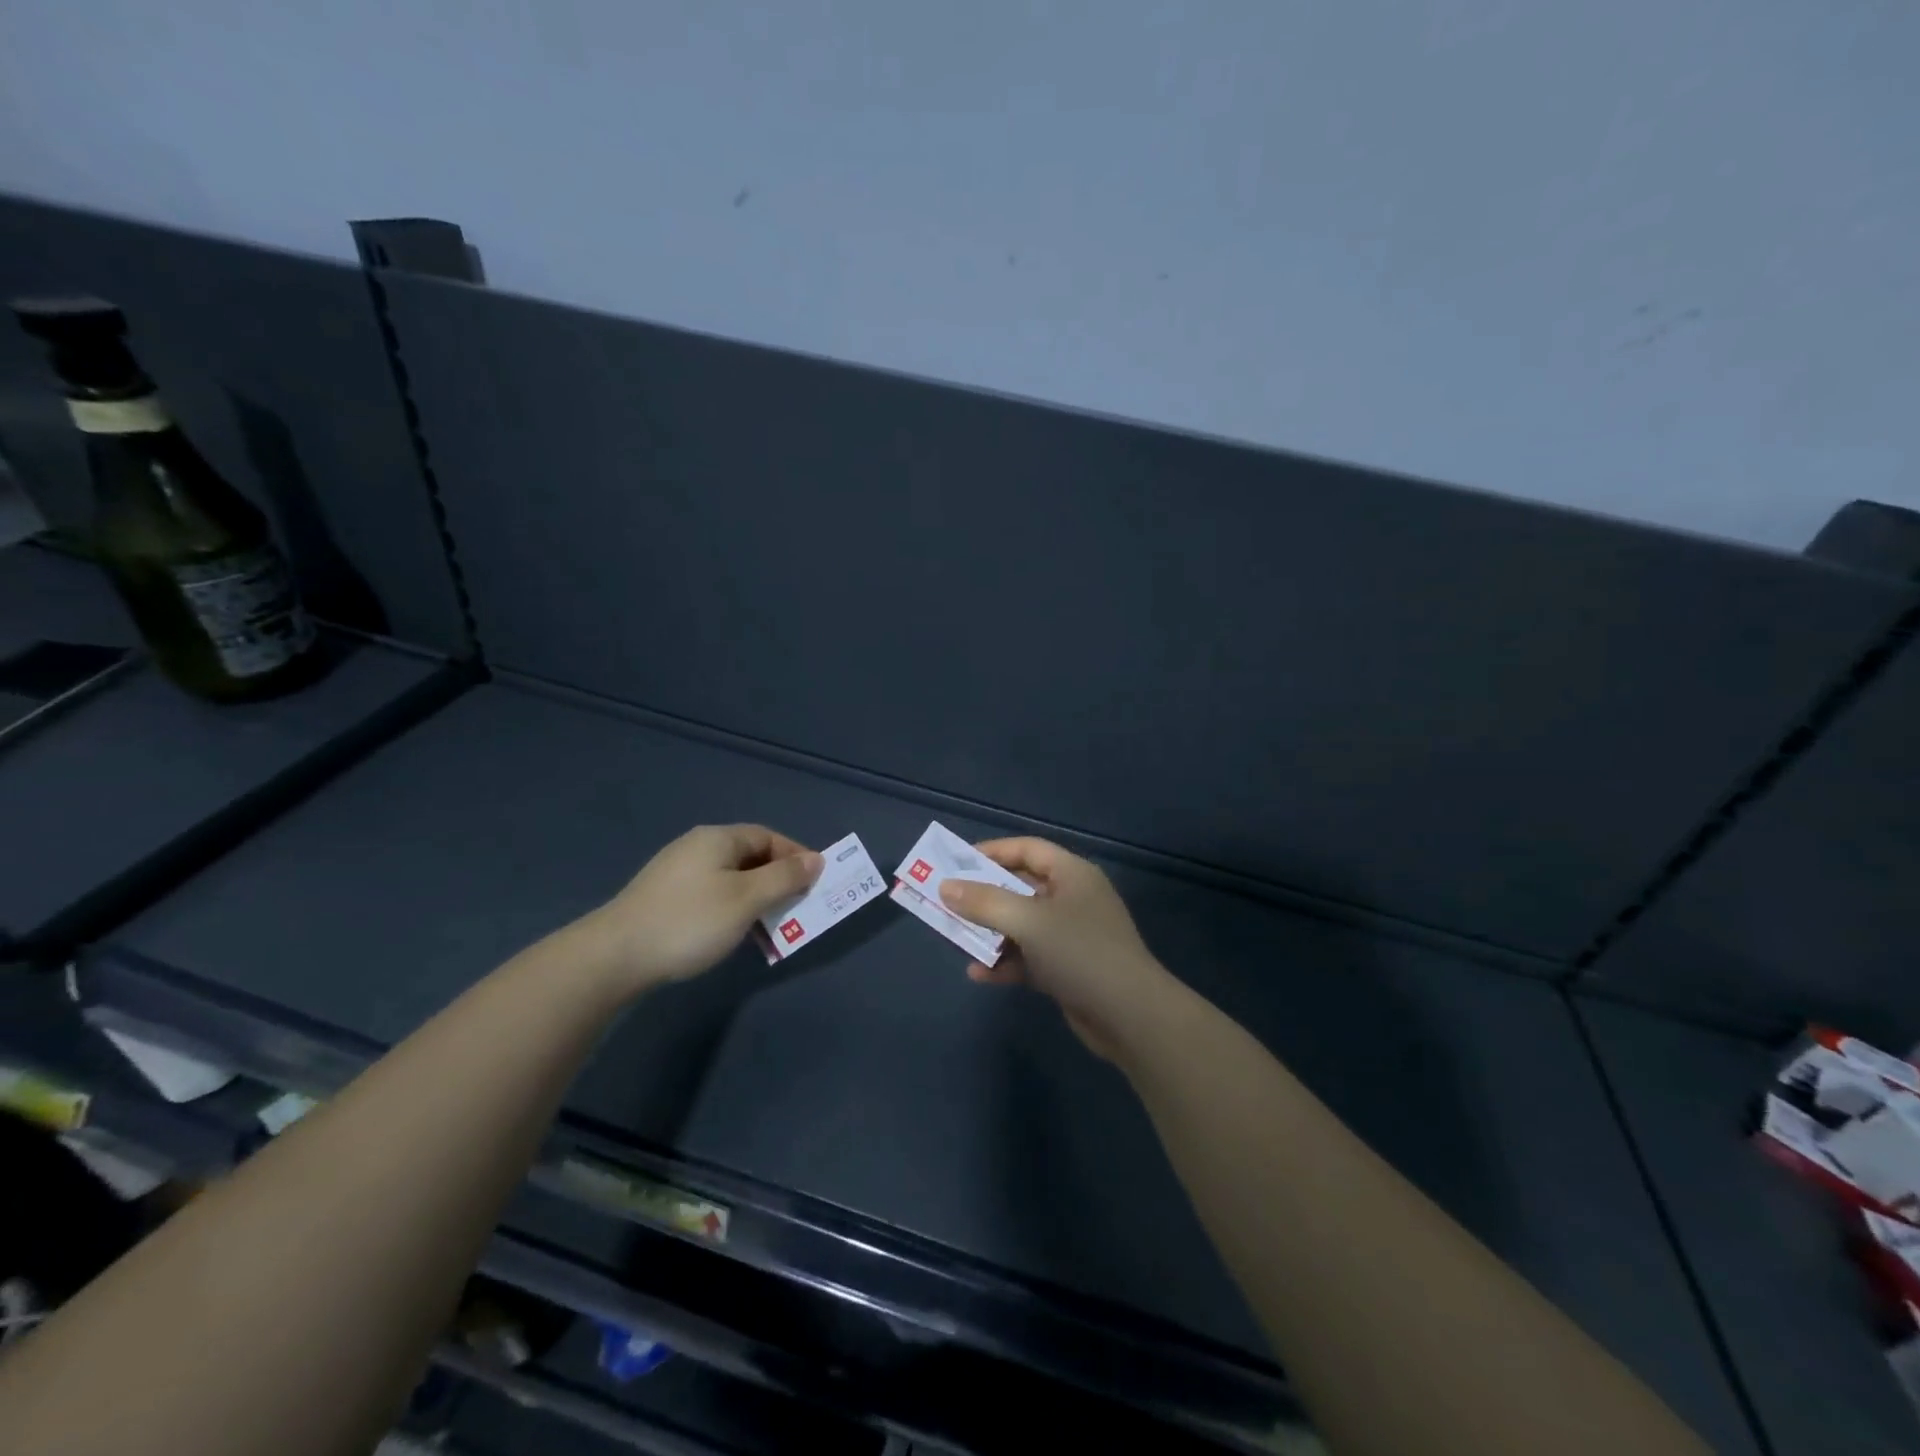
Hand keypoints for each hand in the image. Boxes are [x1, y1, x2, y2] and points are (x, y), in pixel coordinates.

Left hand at [583, 824, 821, 991]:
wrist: (614, 956)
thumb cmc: (690, 921)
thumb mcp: (747, 899)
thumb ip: (784, 878)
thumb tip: (815, 859)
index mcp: (718, 839)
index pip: (769, 837)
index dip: (796, 857)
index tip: (815, 884)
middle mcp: (698, 847)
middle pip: (751, 857)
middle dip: (778, 882)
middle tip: (796, 909)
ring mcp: (677, 872)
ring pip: (732, 879)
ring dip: (756, 900)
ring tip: (769, 929)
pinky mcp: (664, 897)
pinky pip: (712, 895)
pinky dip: (733, 910)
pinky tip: (733, 934)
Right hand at [937, 837, 1173, 1059]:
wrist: (1131, 1017)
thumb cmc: (1080, 952)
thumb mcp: (1028, 922)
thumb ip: (985, 902)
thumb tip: (945, 886)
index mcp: (1072, 875)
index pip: (1028, 849)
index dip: (993, 851)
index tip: (956, 862)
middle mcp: (1072, 899)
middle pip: (1021, 887)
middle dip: (984, 895)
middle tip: (948, 900)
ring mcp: (1071, 936)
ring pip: (1021, 925)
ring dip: (991, 931)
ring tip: (956, 937)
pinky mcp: (1068, 970)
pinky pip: (1028, 957)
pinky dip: (1005, 962)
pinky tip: (978, 974)